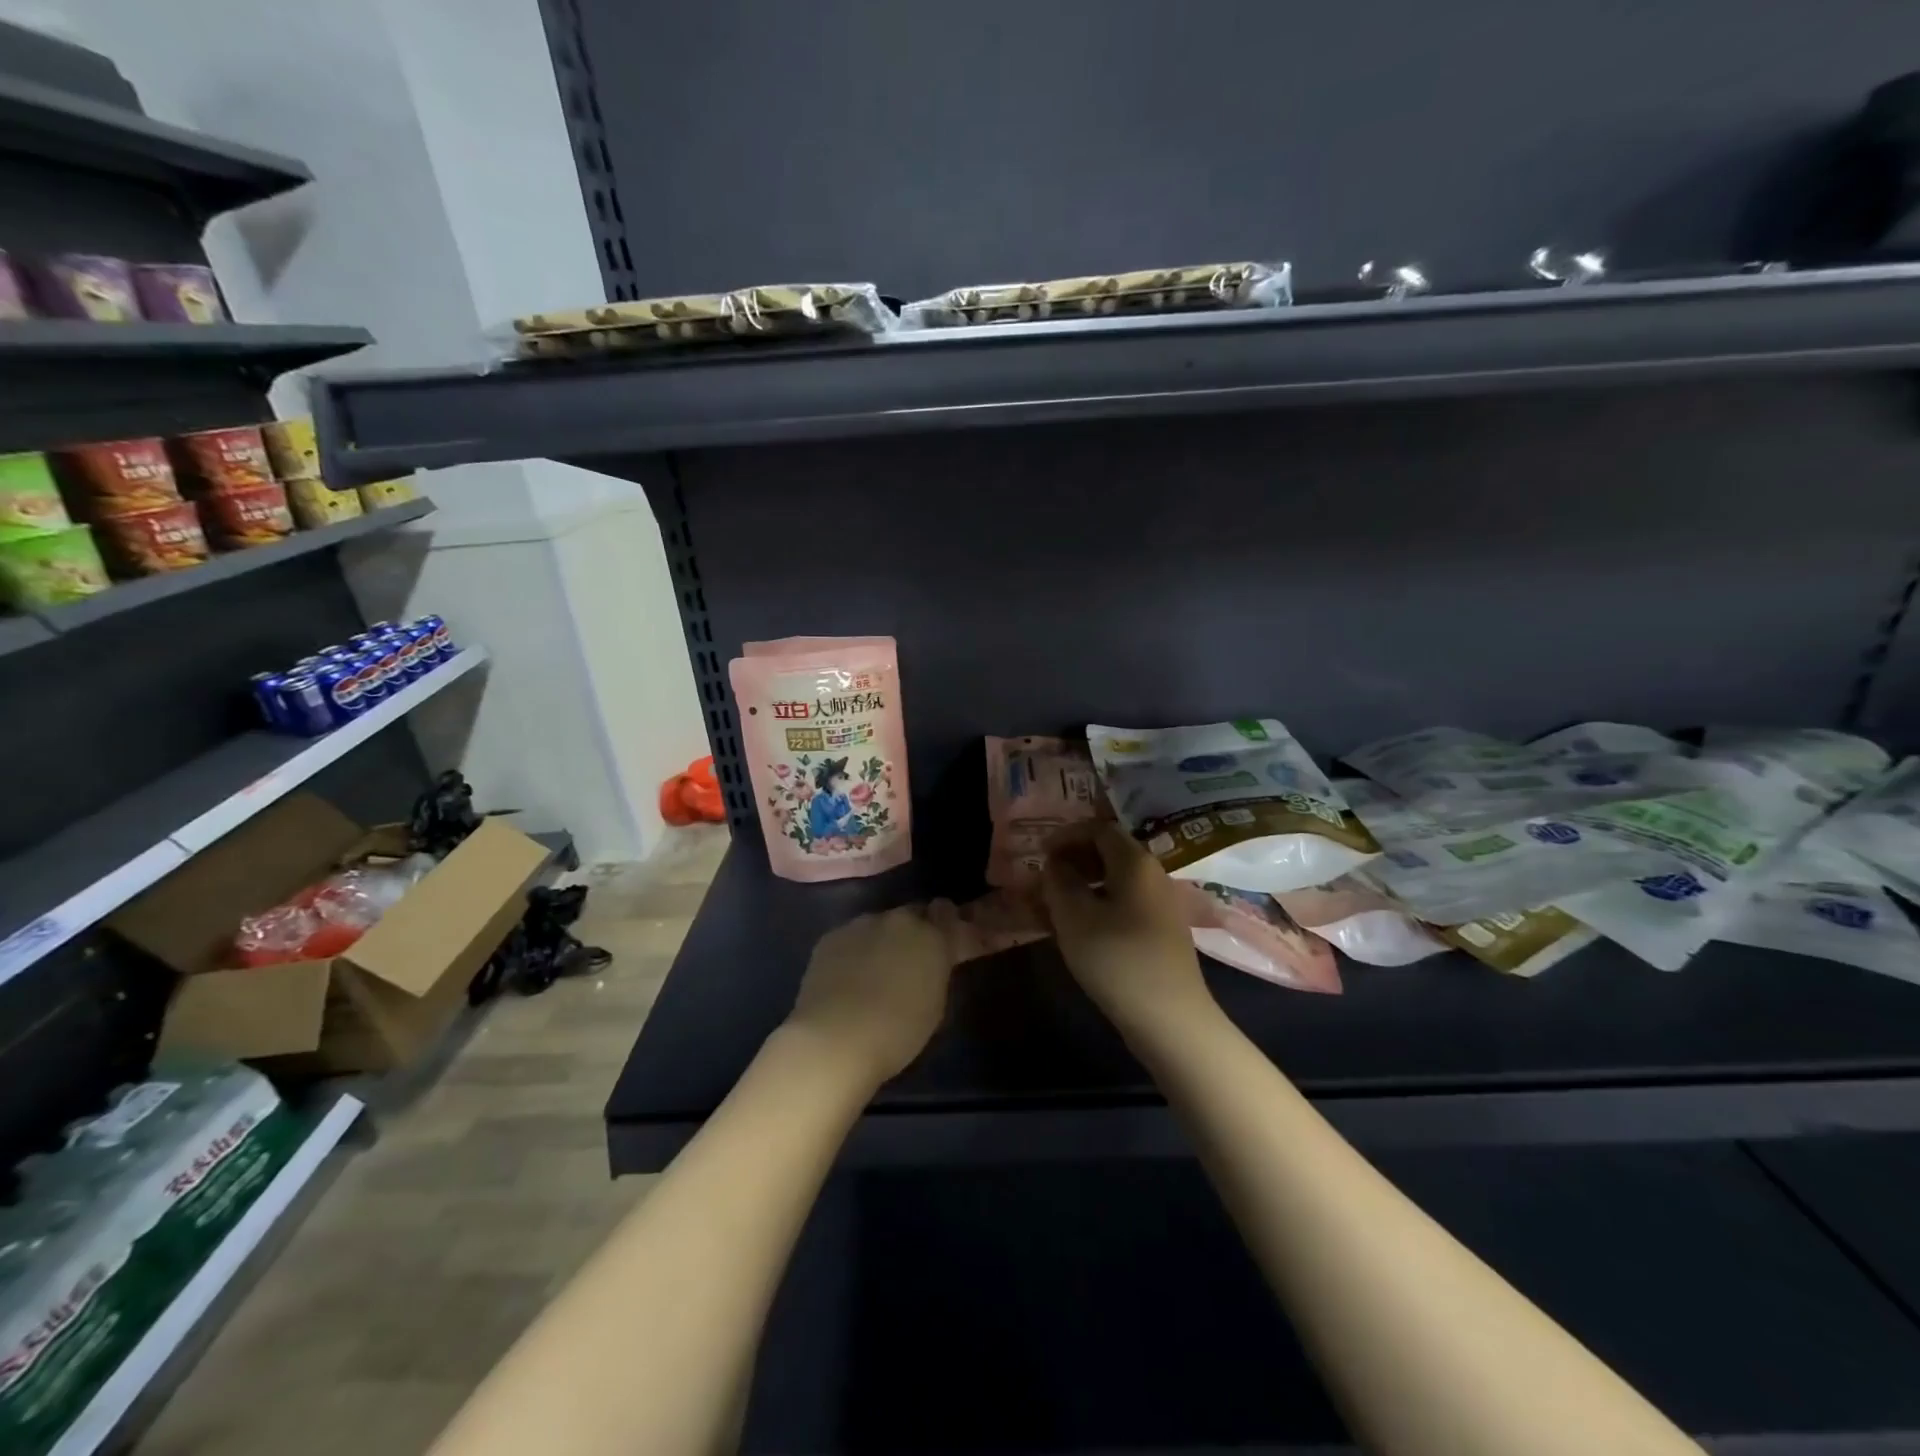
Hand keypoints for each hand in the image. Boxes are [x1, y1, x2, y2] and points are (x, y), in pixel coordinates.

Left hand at [784, 902, 958, 1085]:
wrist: (833, 1040)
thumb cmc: (896, 1034)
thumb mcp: (935, 1007)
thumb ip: (936, 973)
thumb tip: (932, 964)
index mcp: (932, 936)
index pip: (947, 913)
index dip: (949, 925)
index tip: (951, 942)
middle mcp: (898, 920)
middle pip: (914, 913)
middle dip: (918, 930)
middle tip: (915, 958)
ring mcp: (861, 924)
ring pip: (882, 924)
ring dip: (886, 940)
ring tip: (879, 969)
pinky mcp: (831, 937)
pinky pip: (853, 937)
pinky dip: (857, 950)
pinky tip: (850, 976)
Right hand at [1042, 823, 1215, 1041]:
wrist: (1170, 1019)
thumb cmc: (1117, 959)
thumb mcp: (1074, 916)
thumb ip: (1059, 881)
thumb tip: (1055, 863)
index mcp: (1135, 862)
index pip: (1099, 829)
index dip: (1066, 835)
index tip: (1040, 853)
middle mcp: (1152, 875)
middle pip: (1108, 853)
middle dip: (1072, 861)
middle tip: (1043, 880)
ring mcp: (1160, 905)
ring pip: (1114, 881)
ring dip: (1081, 886)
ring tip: (1052, 907)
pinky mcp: (1160, 932)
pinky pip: (1123, 904)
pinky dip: (1097, 906)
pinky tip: (1078, 930)